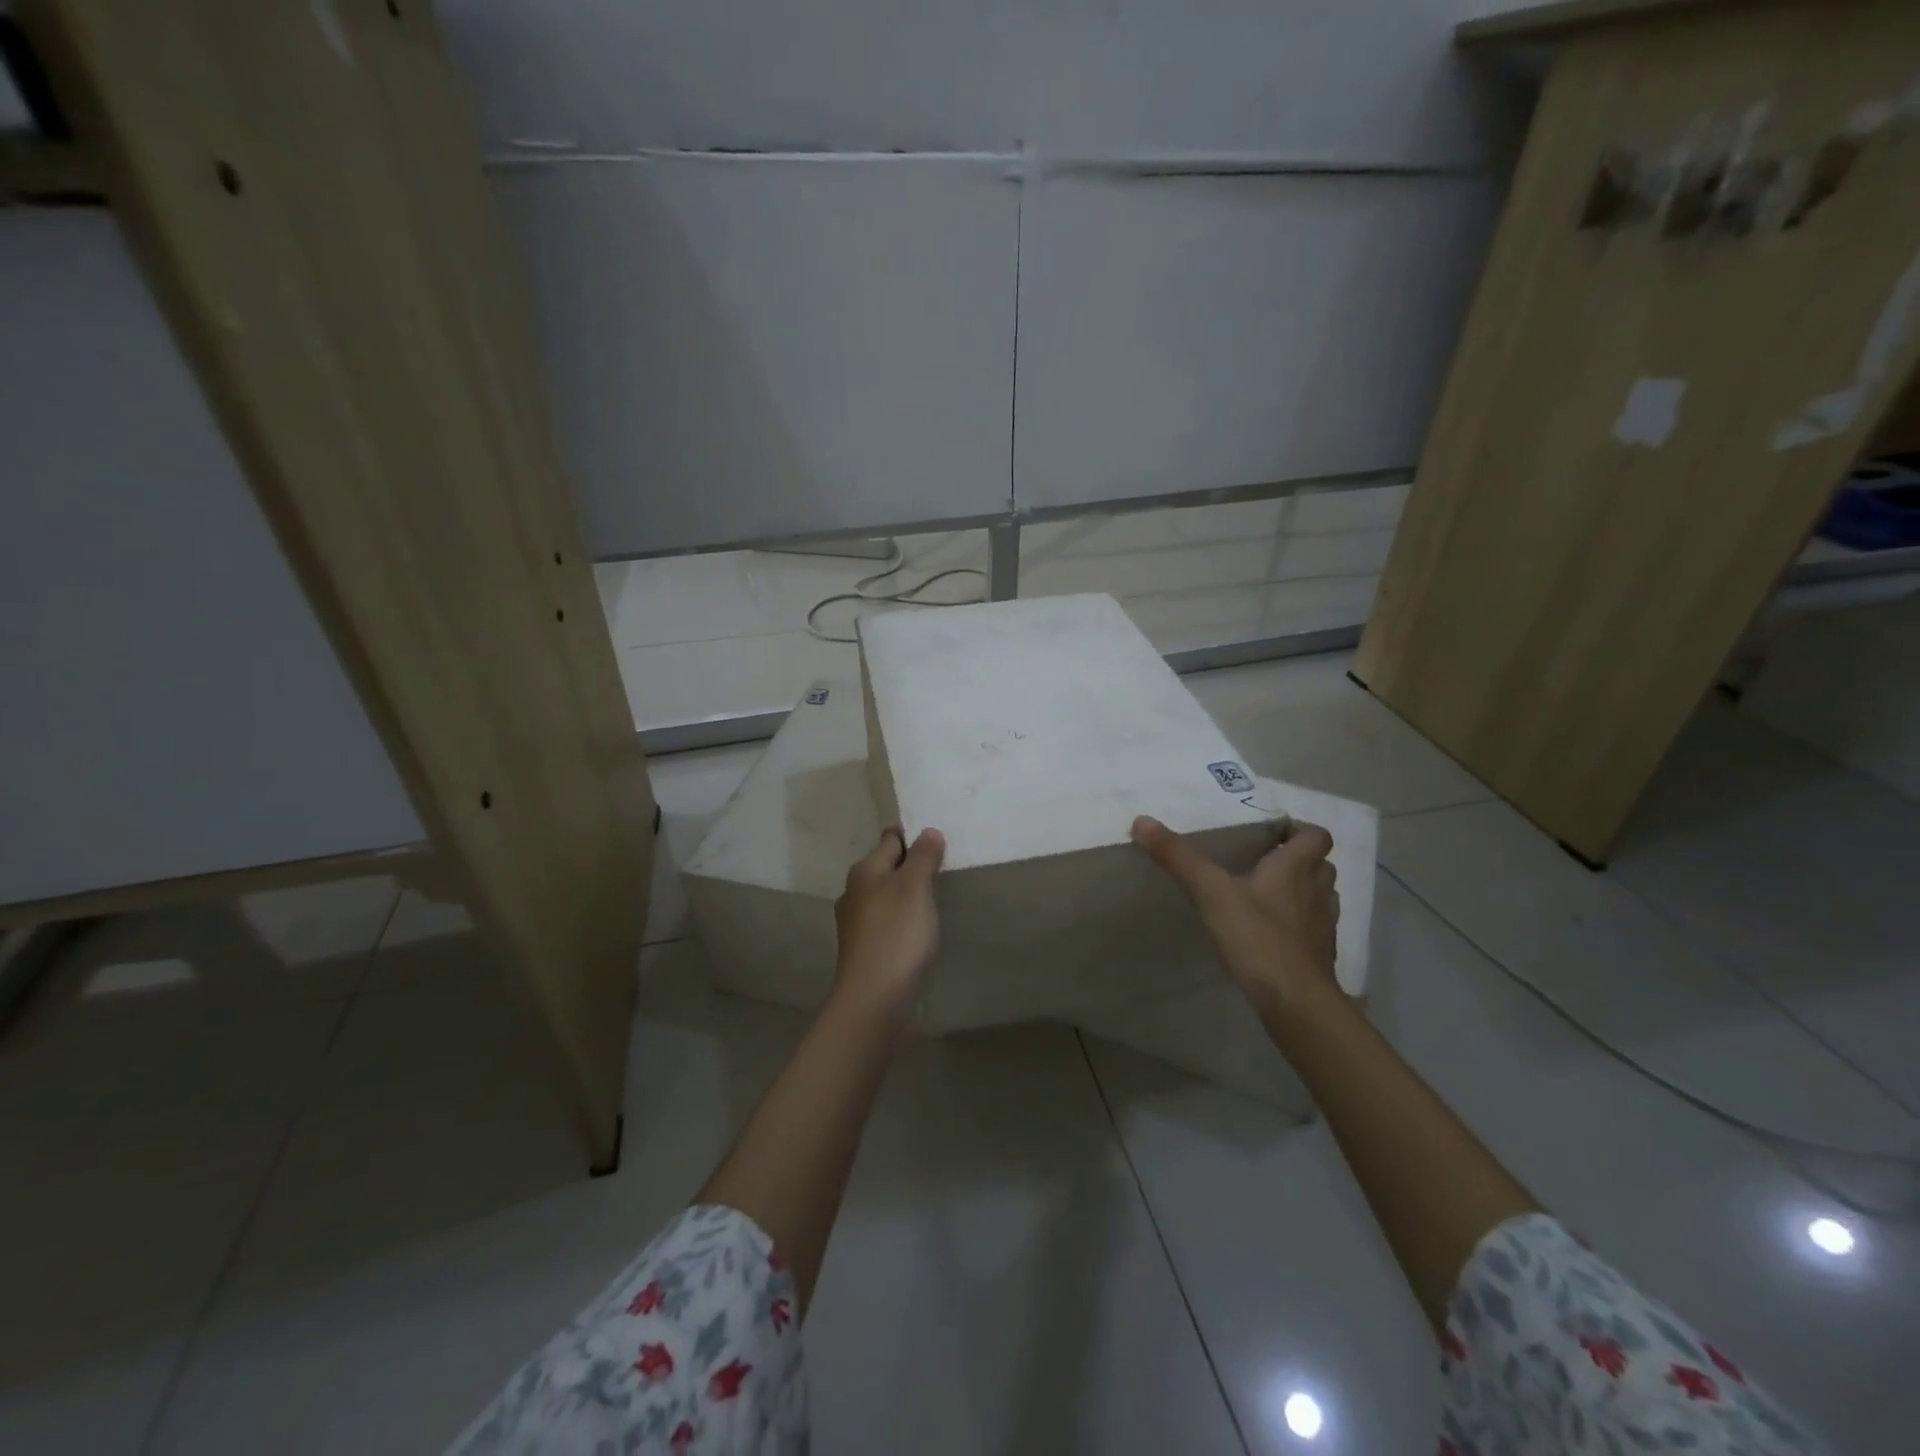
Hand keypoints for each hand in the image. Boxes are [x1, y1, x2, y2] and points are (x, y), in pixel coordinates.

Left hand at [832, 826, 945, 1024]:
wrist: (873, 999)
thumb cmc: (897, 934)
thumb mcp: (916, 887)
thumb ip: (923, 857)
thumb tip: (928, 831)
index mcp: (864, 871)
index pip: (890, 839)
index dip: (913, 837)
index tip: (938, 841)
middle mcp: (854, 892)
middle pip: (886, 867)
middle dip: (910, 865)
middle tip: (941, 869)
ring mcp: (855, 922)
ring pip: (885, 895)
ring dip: (905, 894)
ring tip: (933, 899)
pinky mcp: (863, 948)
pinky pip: (886, 921)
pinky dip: (901, 919)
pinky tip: (917, 931)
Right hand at [1131, 814, 1338, 1018]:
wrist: (1297, 1003)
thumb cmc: (1258, 938)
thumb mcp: (1211, 892)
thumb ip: (1178, 857)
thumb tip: (1142, 820)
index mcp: (1296, 869)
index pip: (1316, 835)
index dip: (1298, 829)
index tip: (1270, 834)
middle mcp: (1317, 892)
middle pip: (1320, 864)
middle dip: (1296, 859)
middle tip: (1262, 861)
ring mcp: (1323, 926)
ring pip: (1319, 896)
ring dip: (1300, 890)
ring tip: (1265, 895)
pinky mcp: (1320, 955)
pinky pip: (1312, 928)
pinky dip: (1296, 923)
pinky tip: (1269, 933)